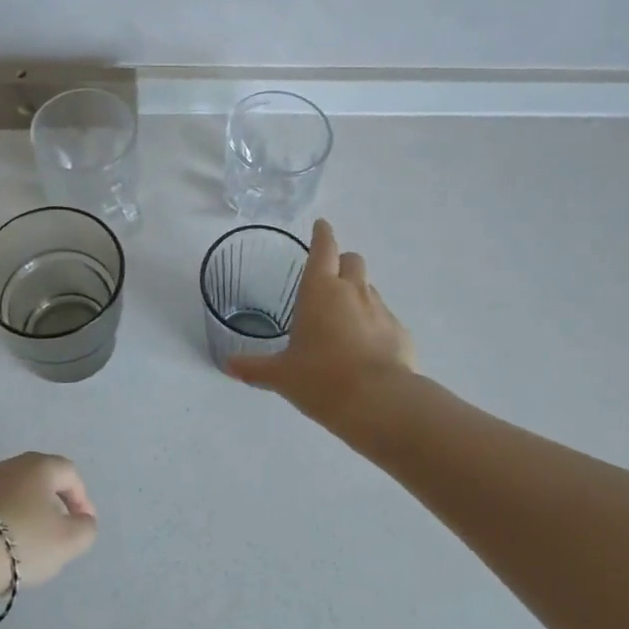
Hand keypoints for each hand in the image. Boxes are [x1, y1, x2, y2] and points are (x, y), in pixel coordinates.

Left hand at [0, 453, 98, 608]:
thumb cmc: (19, 541)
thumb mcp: (66, 542)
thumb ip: (84, 530)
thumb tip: (82, 521)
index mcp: (40, 466)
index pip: (69, 473)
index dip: (81, 498)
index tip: (82, 525)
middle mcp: (10, 465)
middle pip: (39, 480)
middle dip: (51, 505)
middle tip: (56, 534)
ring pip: (12, 495)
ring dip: (23, 515)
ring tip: (24, 547)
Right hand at [227, 219, 414, 425]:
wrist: (379, 402)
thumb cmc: (321, 379)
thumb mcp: (282, 375)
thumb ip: (255, 368)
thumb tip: (228, 366)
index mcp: (320, 290)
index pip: (323, 248)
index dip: (322, 234)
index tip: (321, 225)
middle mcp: (352, 291)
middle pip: (352, 260)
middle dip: (342, 262)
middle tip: (330, 279)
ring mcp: (381, 310)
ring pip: (369, 289)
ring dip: (357, 295)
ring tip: (344, 320)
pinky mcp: (400, 332)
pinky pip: (385, 319)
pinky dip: (375, 326)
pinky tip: (366, 350)